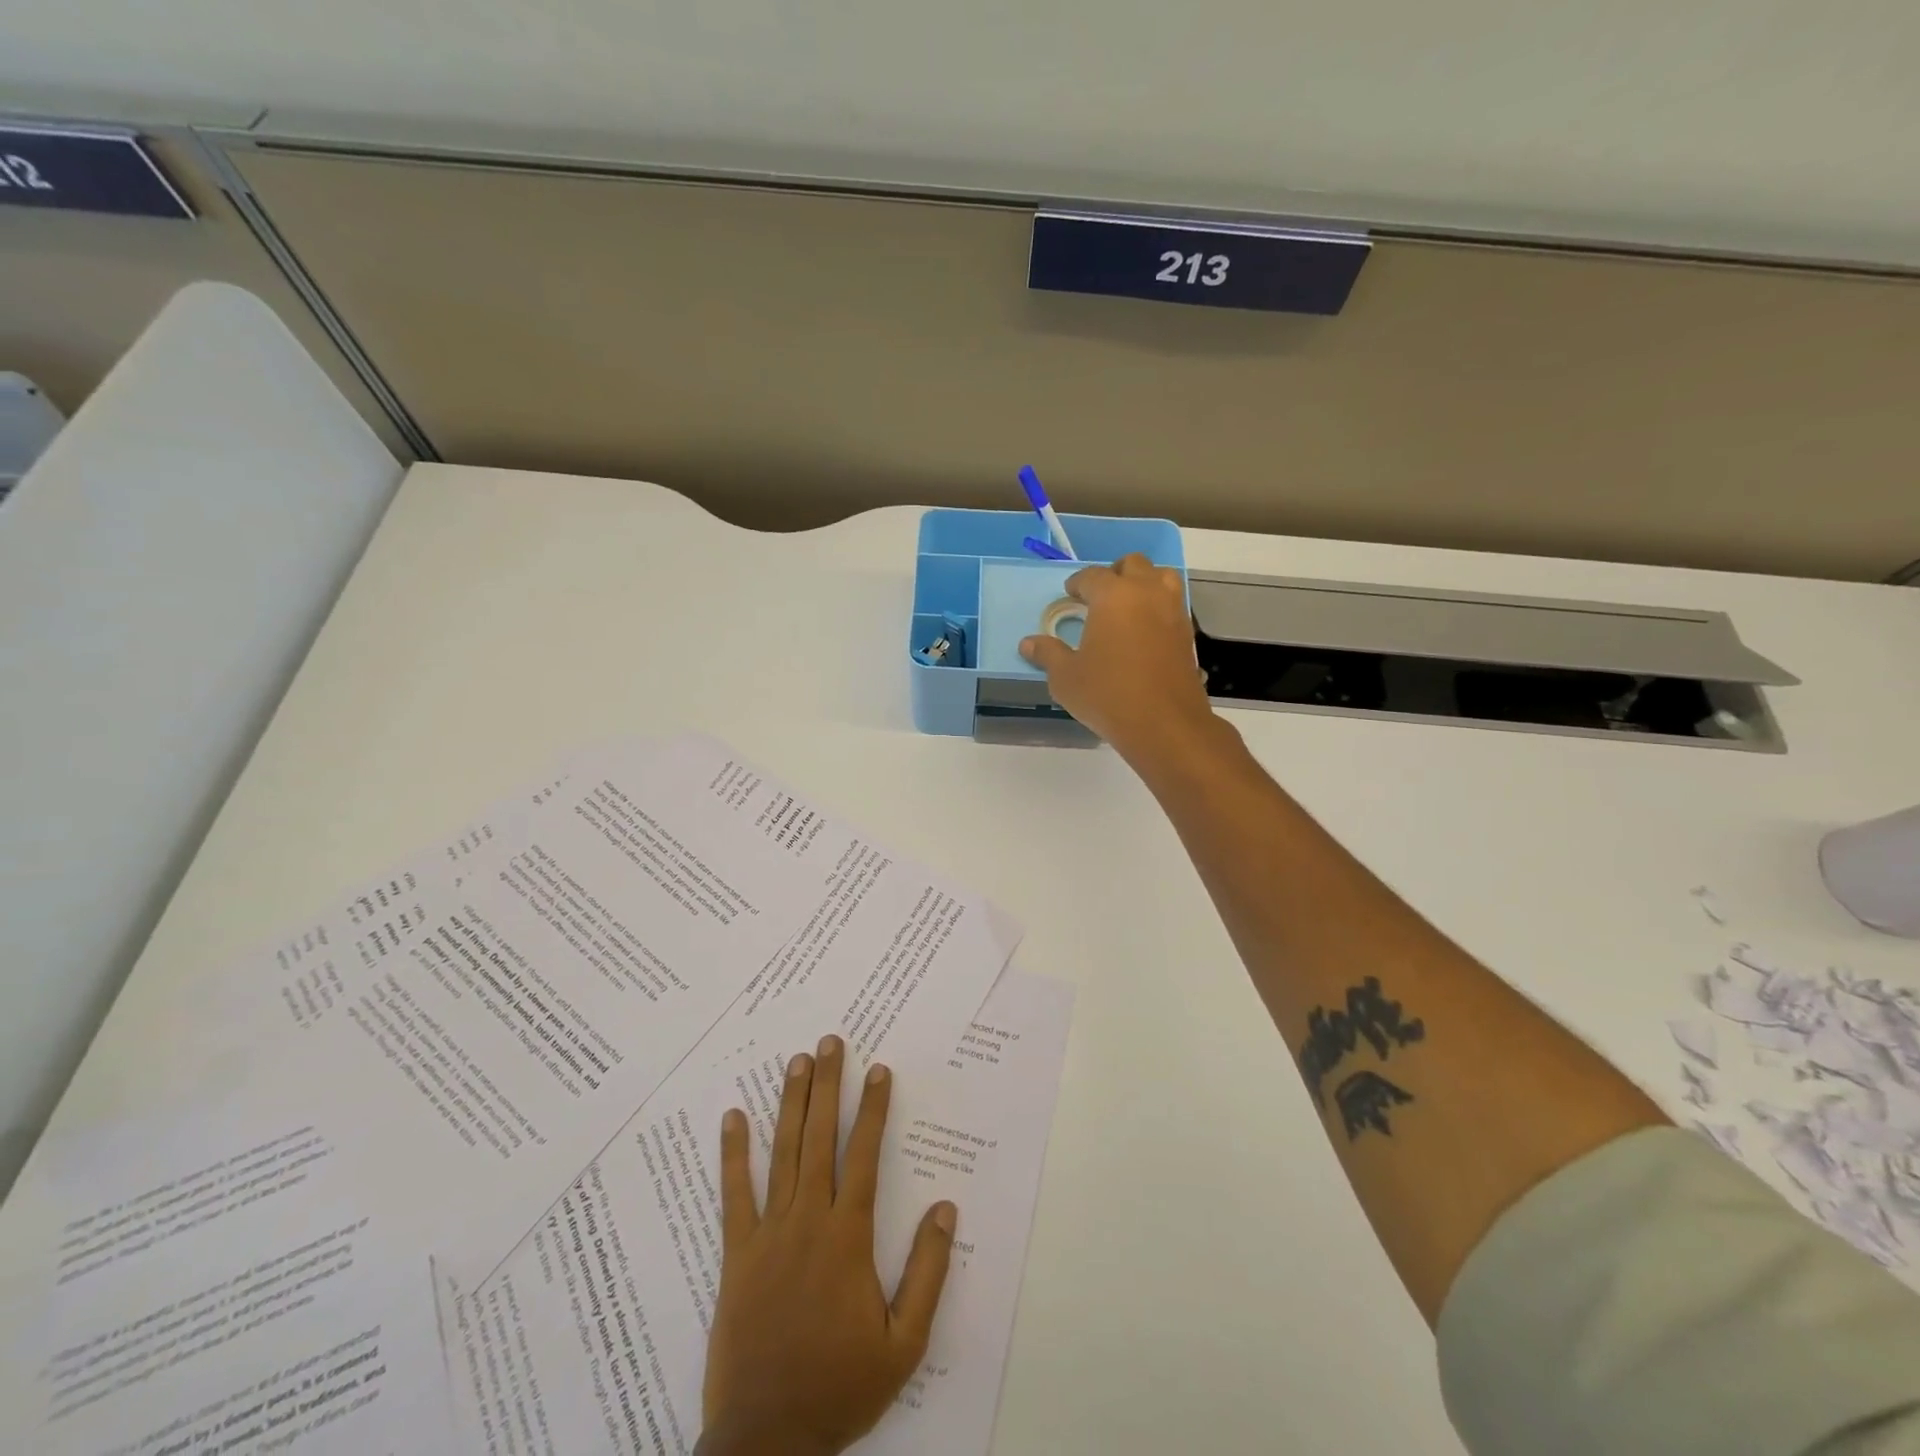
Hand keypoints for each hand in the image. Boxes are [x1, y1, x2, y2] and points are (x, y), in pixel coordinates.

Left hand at [699, 1035, 957, 1455]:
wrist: (767, 1441)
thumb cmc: (840, 1387)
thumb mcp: (904, 1343)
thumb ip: (928, 1273)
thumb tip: (946, 1209)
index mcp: (849, 1237)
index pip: (865, 1155)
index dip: (873, 1109)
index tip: (878, 1069)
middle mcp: (809, 1220)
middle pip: (820, 1138)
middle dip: (828, 1086)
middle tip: (831, 1042)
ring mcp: (768, 1234)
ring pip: (782, 1153)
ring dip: (790, 1103)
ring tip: (797, 1061)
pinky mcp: (736, 1254)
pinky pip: (733, 1195)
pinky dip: (733, 1154)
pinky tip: (733, 1117)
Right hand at [1019, 553, 1216, 761]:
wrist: (1164, 723)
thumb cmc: (1107, 694)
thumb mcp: (1066, 677)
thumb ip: (1048, 654)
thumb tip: (1028, 644)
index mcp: (1113, 596)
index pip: (1091, 576)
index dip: (1077, 583)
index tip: (1069, 594)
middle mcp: (1146, 593)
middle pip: (1133, 565)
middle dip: (1114, 574)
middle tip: (1099, 596)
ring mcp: (1173, 611)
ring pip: (1162, 577)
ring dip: (1144, 583)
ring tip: (1128, 606)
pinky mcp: (1187, 634)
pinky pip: (1173, 605)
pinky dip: (1159, 607)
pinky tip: (1144, 631)